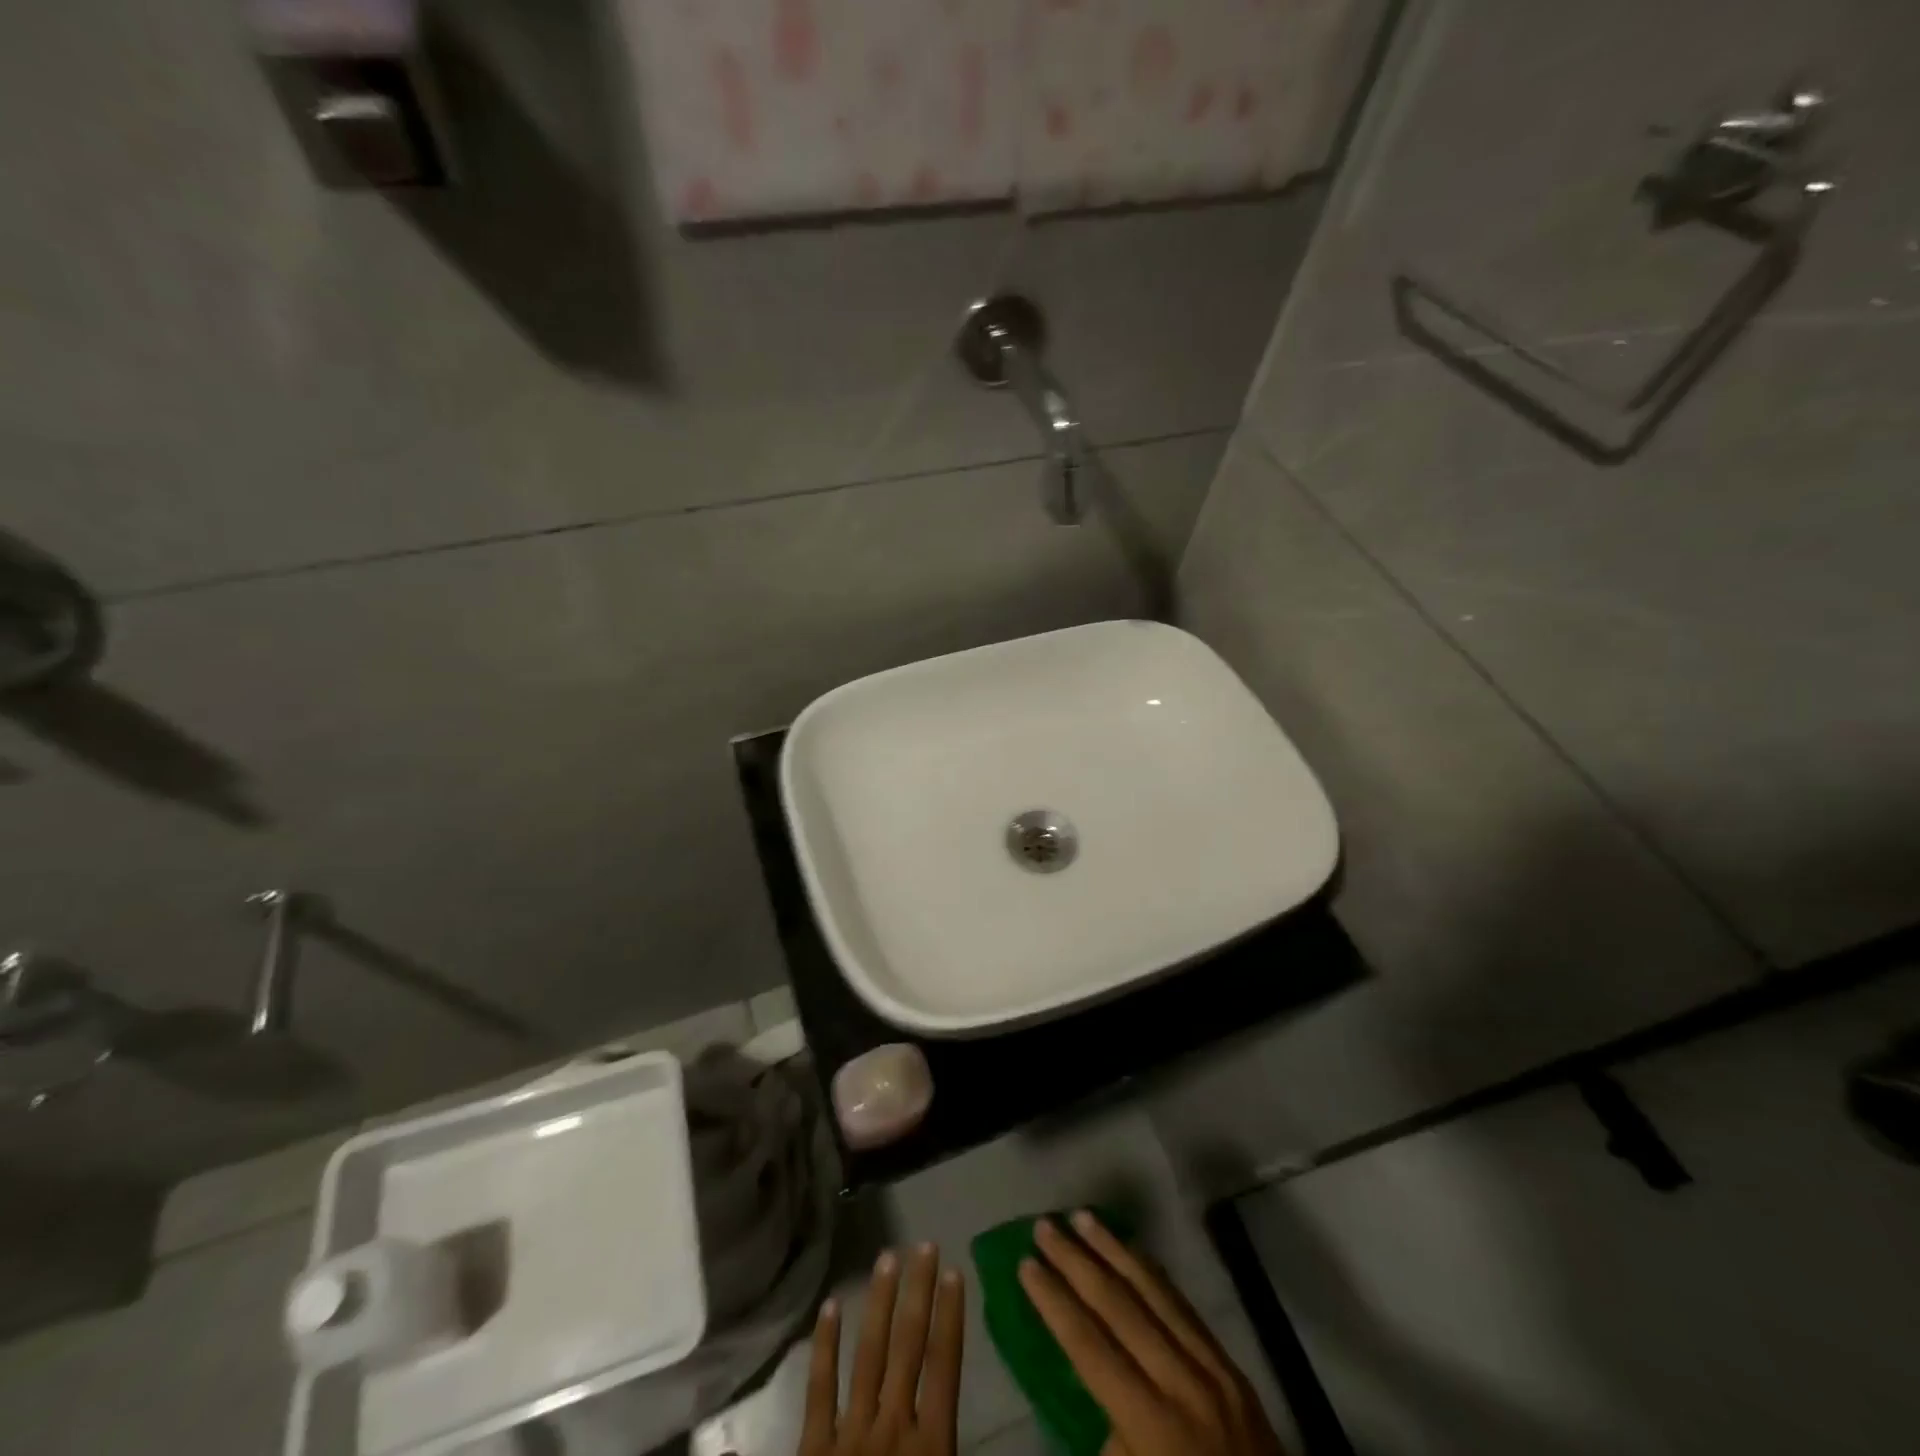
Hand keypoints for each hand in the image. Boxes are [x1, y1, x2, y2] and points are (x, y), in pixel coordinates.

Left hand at [801, 1245, 966, 1455]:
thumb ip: (950, 1443)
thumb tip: (957, 1406)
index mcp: (930, 1445)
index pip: (944, 1365)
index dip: (949, 1316)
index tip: (952, 1272)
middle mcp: (892, 1425)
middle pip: (907, 1346)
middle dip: (918, 1292)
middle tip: (924, 1246)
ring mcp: (849, 1432)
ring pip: (868, 1355)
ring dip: (879, 1303)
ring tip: (887, 1258)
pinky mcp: (813, 1447)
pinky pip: (820, 1390)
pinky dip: (825, 1346)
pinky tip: (830, 1306)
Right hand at [1019, 1211, 1289, 1455]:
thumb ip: (1111, 1442)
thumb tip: (1099, 1399)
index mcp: (1154, 1426)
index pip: (1090, 1346)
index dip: (1054, 1302)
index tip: (1026, 1263)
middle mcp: (1183, 1384)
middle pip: (1119, 1306)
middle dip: (1077, 1262)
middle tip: (1045, 1226)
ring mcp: (1214, 1370)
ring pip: (1154, 1292)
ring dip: (1114, 1250)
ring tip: (1082, 1217)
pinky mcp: (1234, 1368)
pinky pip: (1186, 1307)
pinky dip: (1155, 1274)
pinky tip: (1135, 1253)